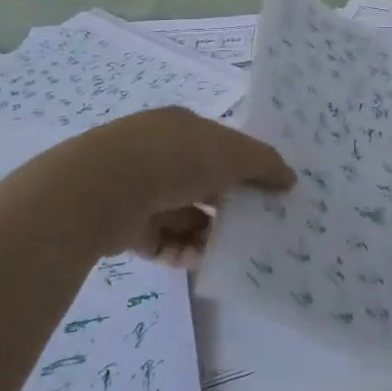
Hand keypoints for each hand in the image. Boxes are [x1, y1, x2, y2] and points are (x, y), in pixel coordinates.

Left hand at [47, 108, 294, 264]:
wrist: (102, 189)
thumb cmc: (174, 158)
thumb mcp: (231, 153)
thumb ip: (264, 163)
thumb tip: (289, 178)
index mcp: (181, 128)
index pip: (220, 146)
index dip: (245, 167)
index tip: (269, 193)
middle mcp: (158, 154)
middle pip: (202, 182)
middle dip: (228, 205)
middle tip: (257, 228)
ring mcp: (138, 190)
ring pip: (183, 215)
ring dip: (207, 234)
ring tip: (233, 252)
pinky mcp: (123, 226)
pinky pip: (162, 241)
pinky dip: (182, 252)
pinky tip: (201, 262)